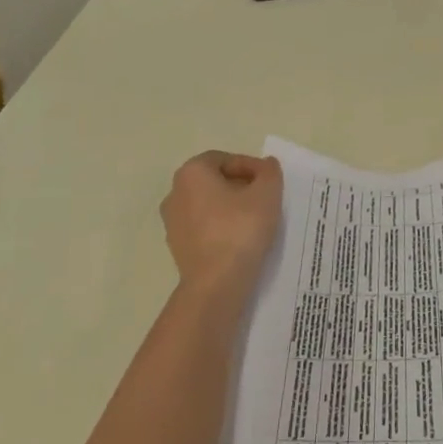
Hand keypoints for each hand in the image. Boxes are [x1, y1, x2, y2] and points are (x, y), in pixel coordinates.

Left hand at [161, 151, 283, 302]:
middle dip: (241, 186)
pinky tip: (241, 240)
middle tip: (265, 199)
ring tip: (256, 220)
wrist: (216, 284)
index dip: (250, 166)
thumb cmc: (240, 229)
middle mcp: (175, 193)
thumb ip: (269, 172)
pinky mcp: (177, 248)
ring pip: (208, 206)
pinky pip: (204, 229)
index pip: (224, 159)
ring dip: (231, 208)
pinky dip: (222, 228)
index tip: (270, 182)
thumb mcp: (267, 194)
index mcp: (191, 173)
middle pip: (214, 181)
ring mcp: (172, 223)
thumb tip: (266, 165)